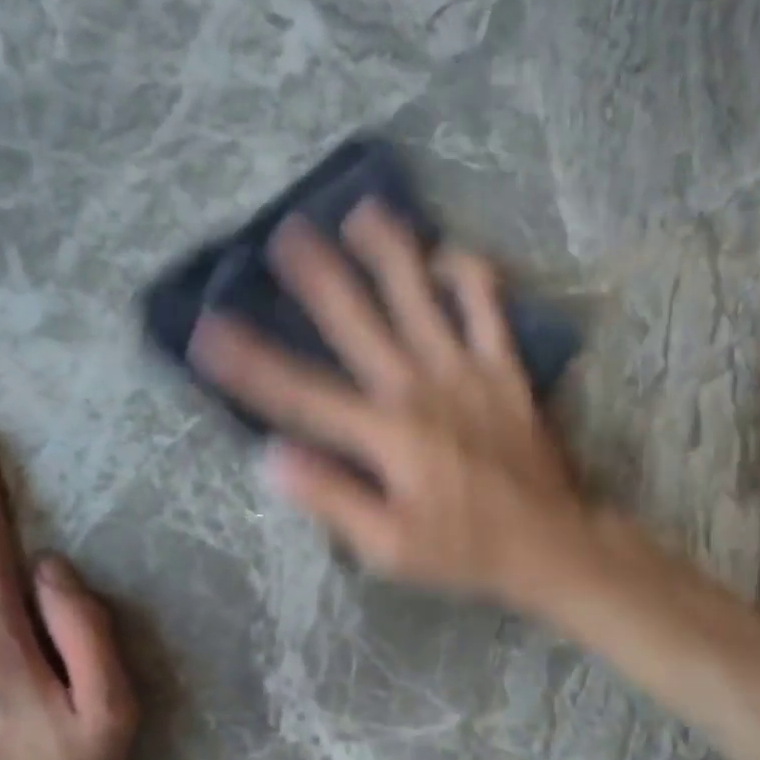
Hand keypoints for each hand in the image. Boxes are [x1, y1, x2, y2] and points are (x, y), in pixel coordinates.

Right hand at [189, 201, 593, 606]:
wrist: (550, 541)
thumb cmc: (463, 549)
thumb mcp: (388, 546)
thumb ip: (331, 499)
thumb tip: (272, 457)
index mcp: (385, 434)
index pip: (301, 393)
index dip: (251, 363)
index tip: (209, 330)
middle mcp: (419, 388)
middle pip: (357, 320)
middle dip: (317, 276)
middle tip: (285, 233)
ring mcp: (466, 369)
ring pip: (421, 294)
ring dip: (390, 251)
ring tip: (363, 210)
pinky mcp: (505, 367)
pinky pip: (489, 306)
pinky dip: (469, 274)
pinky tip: (447, 255)